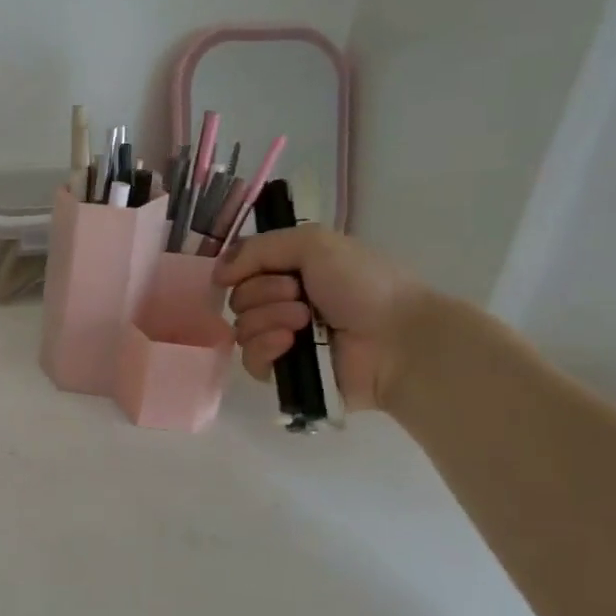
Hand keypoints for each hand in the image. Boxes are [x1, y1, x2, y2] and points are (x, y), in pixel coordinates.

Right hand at [215, 226, 420, 409]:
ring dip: (269, 320)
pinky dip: (266, 348)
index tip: (270, 270)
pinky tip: (289, 344)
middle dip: (264, 295)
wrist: (397, 339)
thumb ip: (258, 248)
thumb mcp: (313, 243)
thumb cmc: (363, 284)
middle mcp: (284, 304)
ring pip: (241, 329)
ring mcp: (282, 340)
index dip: (247, 269)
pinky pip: (250, 361)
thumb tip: (217, 274)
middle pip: (239, 299)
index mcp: (292, 272)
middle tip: (300, 297)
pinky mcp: (284, 373)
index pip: (243, 270)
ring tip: (304, 323)